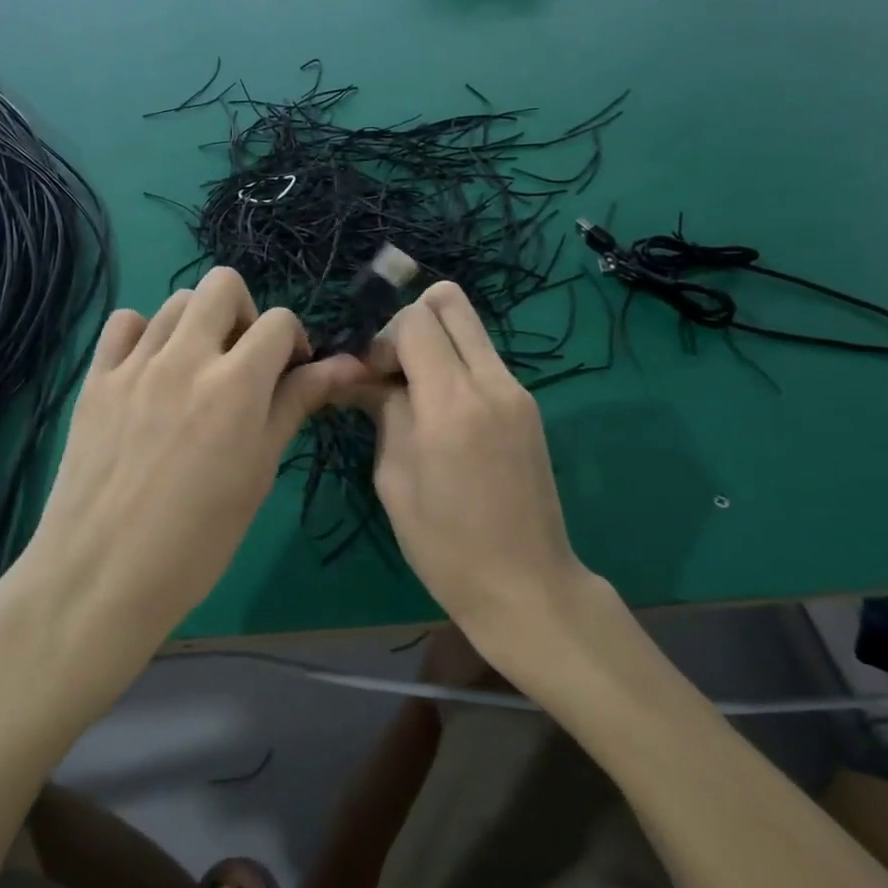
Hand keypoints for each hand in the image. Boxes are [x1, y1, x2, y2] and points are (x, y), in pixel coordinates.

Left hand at [0, 267, 363, 692]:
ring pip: (175, 300)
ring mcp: (134, 364)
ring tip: (197, 370)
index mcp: (235, 385)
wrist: (103, 574)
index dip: (293, 341)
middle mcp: (184, 358)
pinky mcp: (95, 378)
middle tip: (243, 361)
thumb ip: (294, 406)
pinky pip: (124, 323)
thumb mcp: (259, 472)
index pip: (278, 321)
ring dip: (198, 323)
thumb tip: (341, 366)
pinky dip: (145, 333)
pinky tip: (150, 370)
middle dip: (245, 314)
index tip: (289, 373)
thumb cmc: (198, 540)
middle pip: (223, 285)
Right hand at [358, 282, 587, 633]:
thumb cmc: (446, 545)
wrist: (526, 585)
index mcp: (452, 402)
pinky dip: (455, 368)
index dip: (381, 338)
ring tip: (412, 395)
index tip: (368, 380)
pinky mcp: (527, 407)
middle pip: (449, 302)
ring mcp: (517, 392)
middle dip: (410, 323)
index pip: (415, 320)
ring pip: (469, 328)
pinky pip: (484, 360)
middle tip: (392, 370)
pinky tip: (440, 415)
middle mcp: (491, 382)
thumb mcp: (394, 479)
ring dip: (434, 345)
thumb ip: (382, 412)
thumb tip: (360, 377)